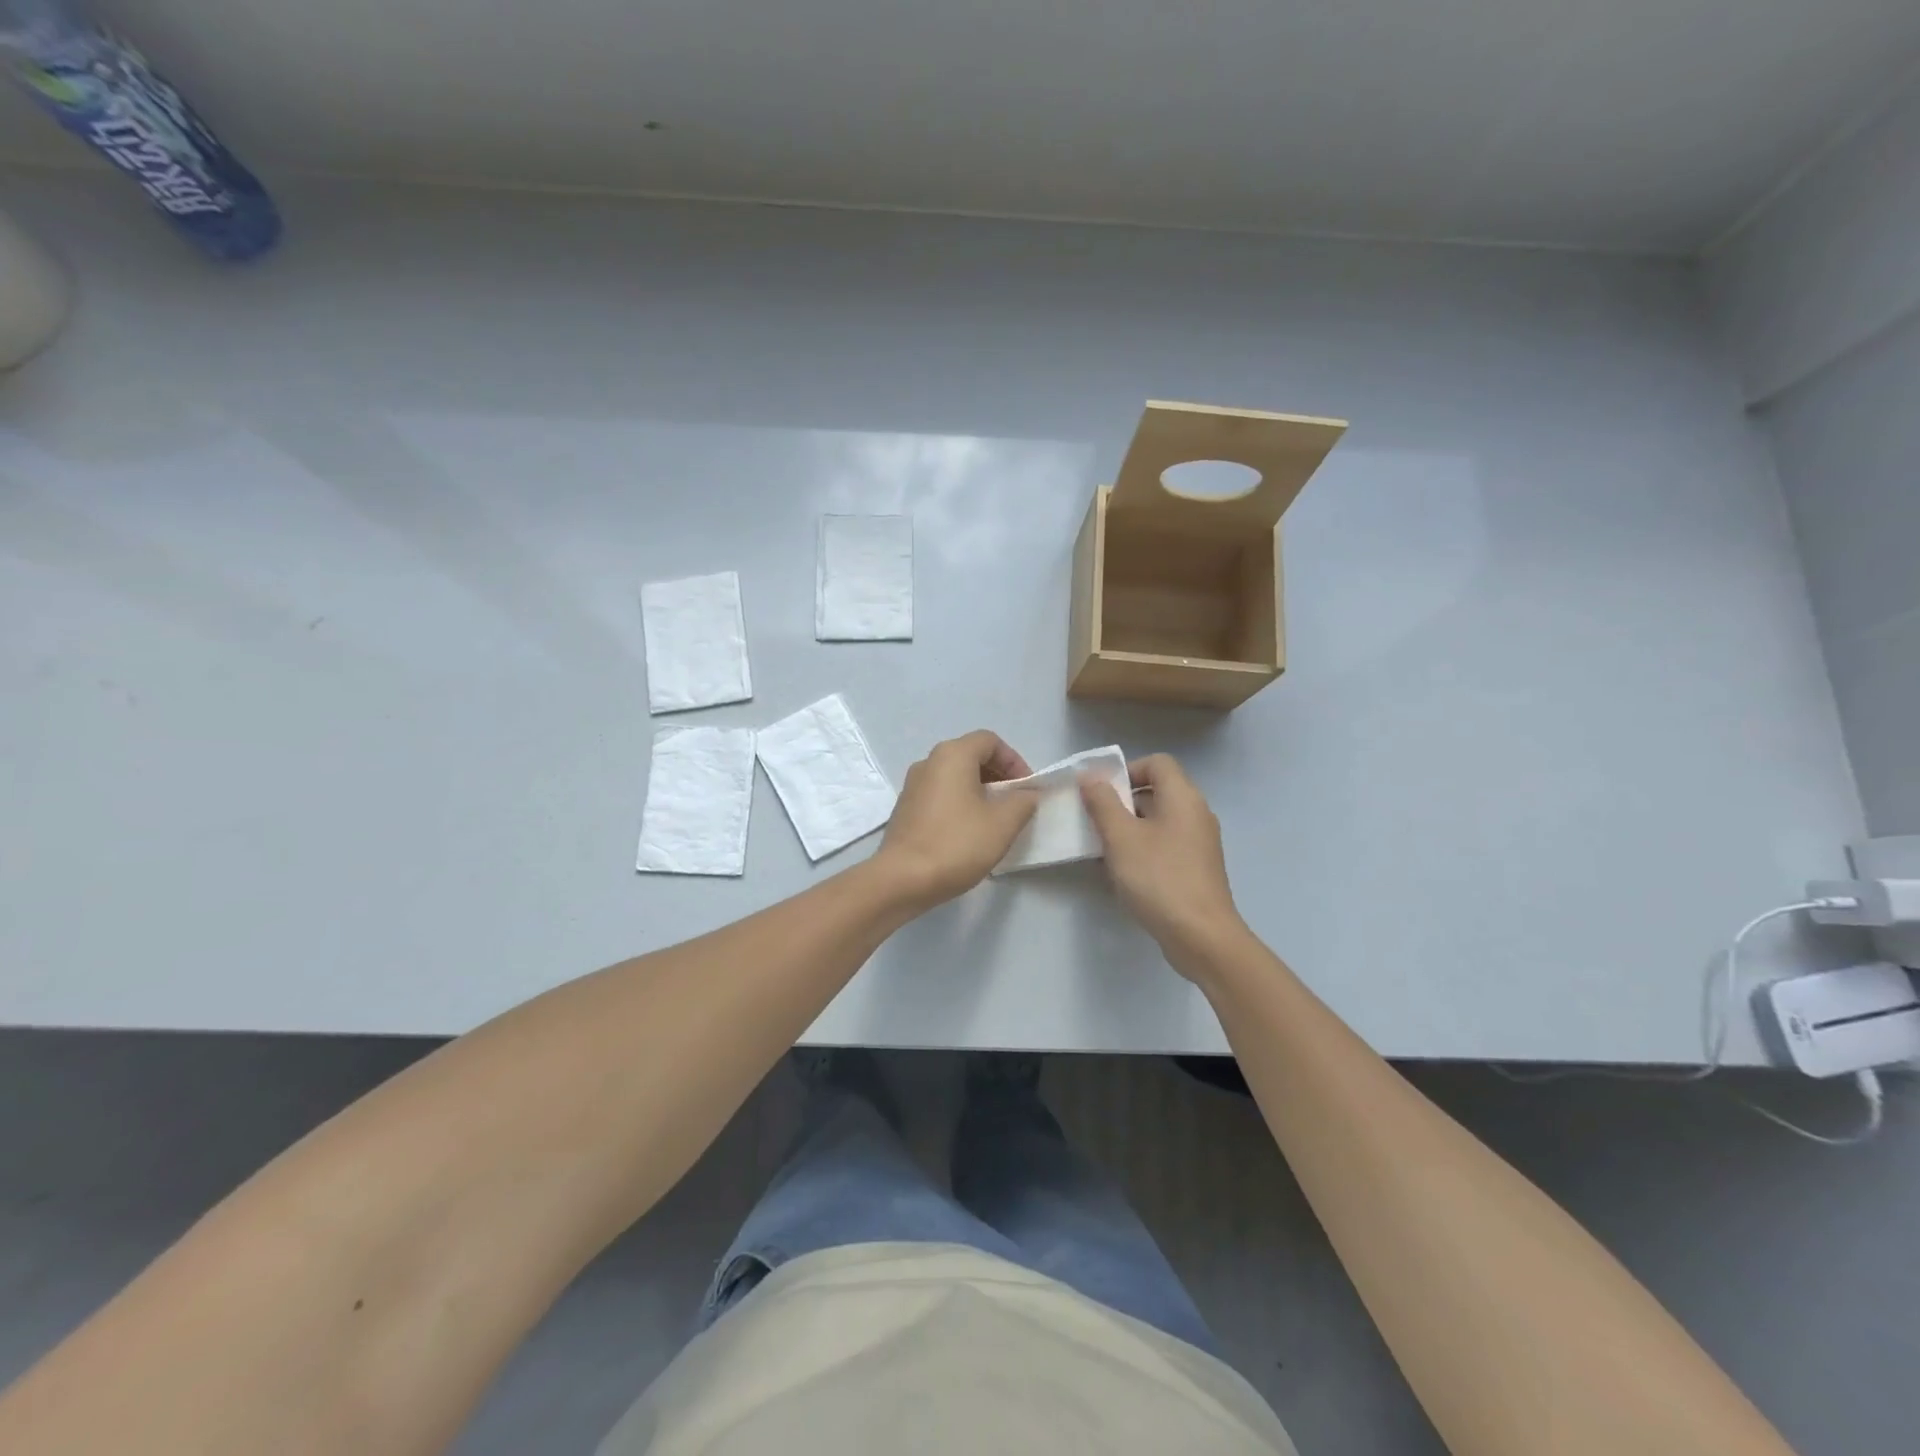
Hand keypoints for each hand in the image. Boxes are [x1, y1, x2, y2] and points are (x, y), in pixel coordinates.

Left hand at [876, 730, 1037, 909]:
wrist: (902, 879)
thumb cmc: (957, 844)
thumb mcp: (1003, 823)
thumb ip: (1023, 801)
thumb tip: (1028, 793)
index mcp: (952, 755)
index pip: (990, 741)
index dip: (1015, 761)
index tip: (1027, 789)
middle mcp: (929, 762)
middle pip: (971, 756)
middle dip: (998, 776)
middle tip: (1015, 803)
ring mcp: (912, 785)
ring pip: (954, 776)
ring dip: (979, 790)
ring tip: (995, 820)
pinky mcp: (905, 808)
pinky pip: (940, 794)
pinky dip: (959, 803)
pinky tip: (969, 832)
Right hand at [1080, 754, 1247, 975]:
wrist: (1201, 936)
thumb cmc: (1159, 878)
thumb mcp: (1121, 837)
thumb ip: (1103, 803)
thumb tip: (1091, 777)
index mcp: (1183, 797)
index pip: (1157, 762)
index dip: (1127, 770)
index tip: (1102, 794)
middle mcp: (1196, 813)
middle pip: (1158, 791)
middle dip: (1123, 802)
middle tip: (1096, 822)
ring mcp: (1200, 842)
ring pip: (1160, 820)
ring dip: (1130, 828)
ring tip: (1104, 850)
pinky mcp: (1198, 868)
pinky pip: (1167, 844)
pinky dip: (1144, 849)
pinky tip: (1125, 874)